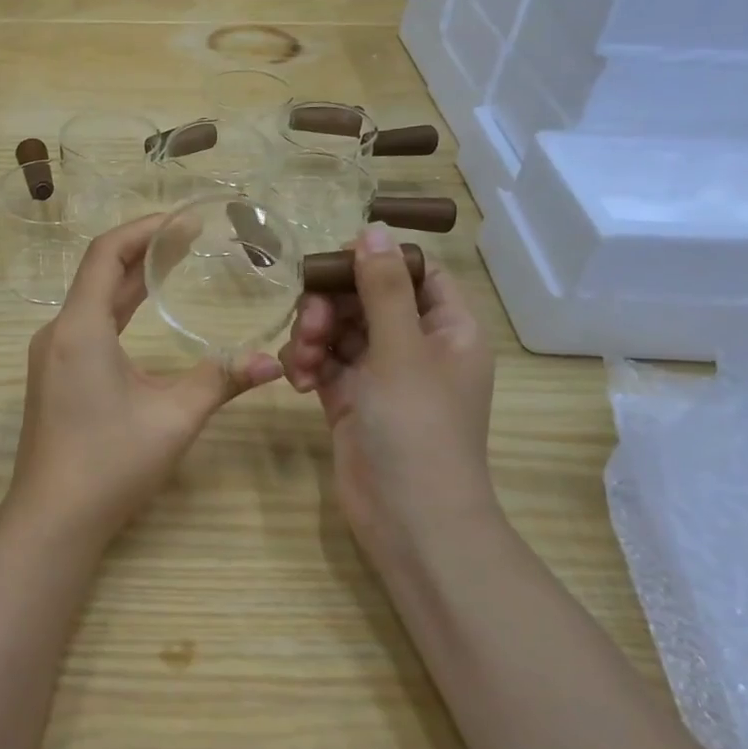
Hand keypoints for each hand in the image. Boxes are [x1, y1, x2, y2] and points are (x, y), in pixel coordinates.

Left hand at [9, 215, 281, 537]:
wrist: (53, 517)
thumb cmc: (110, 462)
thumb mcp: (173, 417)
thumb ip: (220, 381)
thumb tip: (272, 363)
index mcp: (80, 328)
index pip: (106, 254)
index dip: (144, 229)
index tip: (184, 220)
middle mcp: (58, 332)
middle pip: (99, 272)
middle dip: (143, 250)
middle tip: (191, 237)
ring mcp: (50, 355)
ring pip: (92, 300)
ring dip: (130, 280)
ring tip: (174, 263)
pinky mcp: (53, 376)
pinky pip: (86, 325)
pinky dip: (118, 309)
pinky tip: (145, 314)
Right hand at [278, 226, 498, 564]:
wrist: (408, 519)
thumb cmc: (418, 428)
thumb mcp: (401, 350)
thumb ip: (382, 289)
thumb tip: (372, 229)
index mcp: (447, 329)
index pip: (416, 274)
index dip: (377, 261)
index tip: (335, 261)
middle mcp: (415, 347)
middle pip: (367, 300)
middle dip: (332, 306)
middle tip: (311, 324)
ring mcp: (380, 376)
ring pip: (339, 331)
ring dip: (314, 337)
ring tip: (304, 363)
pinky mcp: (350, 401)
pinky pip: (324, 365)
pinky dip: (308, 367)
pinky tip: (300, 384)